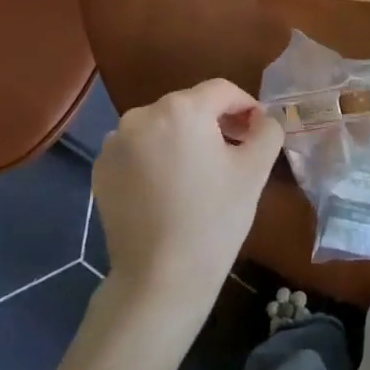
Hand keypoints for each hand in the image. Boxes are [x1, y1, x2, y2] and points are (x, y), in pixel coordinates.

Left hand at [92, 79, 283, 309]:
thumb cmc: (214, 219)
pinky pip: (138, 150)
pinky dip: (155, 158)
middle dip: (214, 123)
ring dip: (183, 139)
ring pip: (162, 127)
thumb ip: (268, 131)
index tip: (257, 132)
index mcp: (182, 108)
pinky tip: (168, 189)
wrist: (160, 278)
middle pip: (189, 106)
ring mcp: (115, 142)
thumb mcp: (255, 171)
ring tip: (198, 174)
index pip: (222, 90)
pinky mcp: (101, 169)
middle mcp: (142, 114)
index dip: (246, 106)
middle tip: (234, 153)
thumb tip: (264, 119)